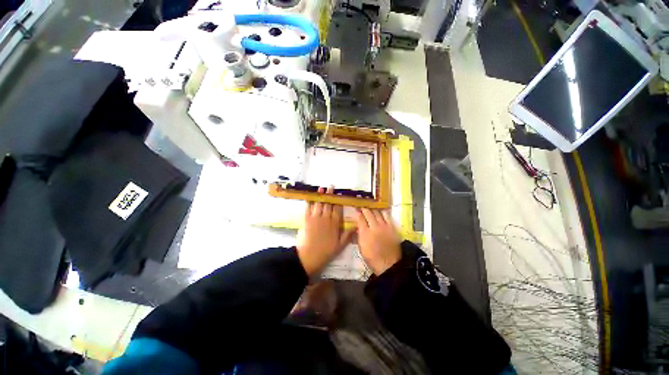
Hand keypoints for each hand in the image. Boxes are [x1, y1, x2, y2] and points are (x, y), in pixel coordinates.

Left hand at [297, 187, 355, 275]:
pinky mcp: (306, 219)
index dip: (338, 201)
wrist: (309, 256)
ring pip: (319, 203)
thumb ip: (348, 235)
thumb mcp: (340, 245)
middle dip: (329, 195)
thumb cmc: (326, 251)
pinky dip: (310, 201)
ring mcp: (316, 217)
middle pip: (328, 204)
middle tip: (330, 187)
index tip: (339, 195)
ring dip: (320, 195)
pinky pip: (308, 207)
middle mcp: (326, 218)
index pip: (337, 209)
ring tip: (321, 188)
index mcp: (335, 223)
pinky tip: (310, 196)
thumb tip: (356, 225)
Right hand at [354, 208, 401, 274]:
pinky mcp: (391, 227)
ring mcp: (384, 226)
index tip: (355, 210)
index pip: (360, 218)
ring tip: (370, 207)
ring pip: (377, 212)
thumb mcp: (361, 248)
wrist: (389, 264)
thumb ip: (358, 235)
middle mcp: (374, 226)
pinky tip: (380, 211)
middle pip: (368, 213)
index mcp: (365, 233)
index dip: (357, 213)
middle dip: (363, 208)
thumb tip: (357, 227)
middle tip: (361, 206)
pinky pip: (386, 215)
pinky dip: (382, 212)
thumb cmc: (372, 258)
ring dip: (372, 209)